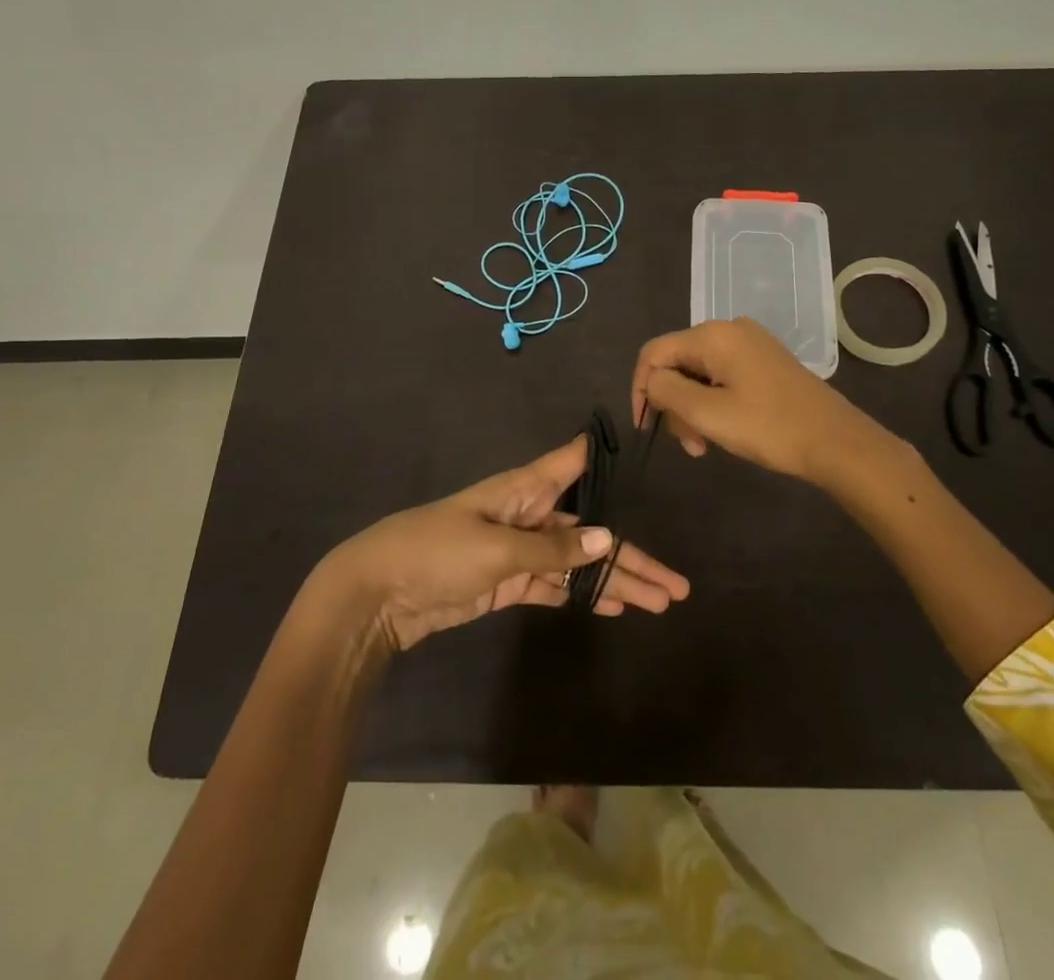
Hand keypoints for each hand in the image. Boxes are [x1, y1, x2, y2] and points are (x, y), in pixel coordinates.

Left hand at [321, 436, 690, 652]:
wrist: (377, 594)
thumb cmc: (437, 552)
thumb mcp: (497, 548)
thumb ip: (553, 548)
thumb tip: (608, 539)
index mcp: (524, 490)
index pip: (572, 463)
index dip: (604, 455)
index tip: (642, 447)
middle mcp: (528, 515)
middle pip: (589, 530)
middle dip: (630, 555)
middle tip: (676, 584)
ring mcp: (518, 551)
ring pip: (577, 563)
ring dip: (614, 582)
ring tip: (659, 603)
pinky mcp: (507, 583)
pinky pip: (555, 586)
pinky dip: (583, 595)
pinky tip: (614, 607)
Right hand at [632, 318, 894, 486]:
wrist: (836, 442)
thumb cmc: (769, 427)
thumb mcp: (707, 413)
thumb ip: (666, 391)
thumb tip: (651, 382)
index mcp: (712, 336)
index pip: (654, 353)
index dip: (641, 389)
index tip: (645, 427)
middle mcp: (729, 330)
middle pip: (677, 363)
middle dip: (674, 404)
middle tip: (690, 444)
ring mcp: (750, 344)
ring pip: (698, 374)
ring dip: (693, 409)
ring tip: (705, 445)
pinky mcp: (764, 361)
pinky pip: (721, 376)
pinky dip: (713, 403)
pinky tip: (723, 430)